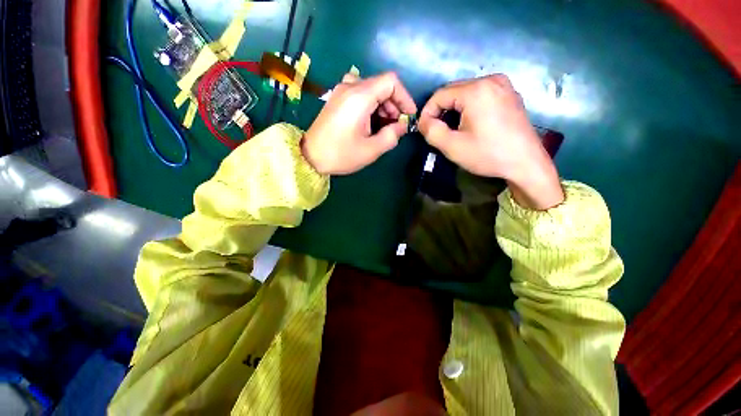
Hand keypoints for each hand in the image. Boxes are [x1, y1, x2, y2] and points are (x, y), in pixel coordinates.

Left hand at [302, 72, 416, 174]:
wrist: (310, 156)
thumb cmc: (340, 154)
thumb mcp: (370, 150)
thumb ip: (391, 136)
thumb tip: (402, 126)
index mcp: (359, 97)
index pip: (391, 82)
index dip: (404, 97)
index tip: (409, 115)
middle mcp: (350, 87)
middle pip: (381, 85)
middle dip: (394, 104)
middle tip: (396, 126)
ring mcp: (341, 92)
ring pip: (371, 89)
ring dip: (383, 106)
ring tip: (384, 127)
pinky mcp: (337, 99)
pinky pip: (360, 94)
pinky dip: (371, 105)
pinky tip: (371, 122)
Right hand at [418, 75, 563, 209]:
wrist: (526, 163)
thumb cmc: (488, 154)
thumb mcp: (452, 146)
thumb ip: (431, 131)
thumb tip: (423, 121)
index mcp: (476, 90)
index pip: (439, 95)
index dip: (427, 112)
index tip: (424, 130)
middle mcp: (491, 79)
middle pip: (453, 91)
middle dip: (441, 111)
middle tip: (437, 131)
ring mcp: (504, 85)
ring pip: (466, 93)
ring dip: (454, 110)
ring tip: (452, 129)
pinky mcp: (510, 94)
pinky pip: (480, 95)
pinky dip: (469, 108)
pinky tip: (470, 124)